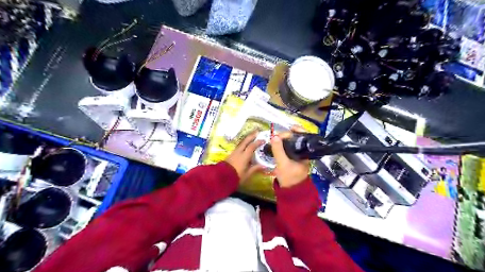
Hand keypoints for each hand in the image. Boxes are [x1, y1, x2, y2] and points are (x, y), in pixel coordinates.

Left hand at [224, 130, 263, 183]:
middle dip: (251, 136)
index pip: (252, 146)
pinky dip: (243, 144)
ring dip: (247, 139)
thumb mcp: (247, 174)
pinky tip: (245, 146)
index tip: (263, 140)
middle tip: (257, 132)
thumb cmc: (236, 176)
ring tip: (252, 137)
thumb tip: (264, 165)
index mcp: (244, 156)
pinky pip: (239, 147)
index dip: (258, 142)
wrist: (222, 177)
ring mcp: (234, 152)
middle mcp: (239, 152)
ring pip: (241, 143)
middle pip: (245, 141)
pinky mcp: (231, 155)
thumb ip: (255, 168)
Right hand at [269, 126, 309, 187]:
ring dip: (284, 139)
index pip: (304, 136)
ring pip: (292, 142)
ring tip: (275, 138)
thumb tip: (274, 136)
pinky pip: (288, 147)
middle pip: (298, 137)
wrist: (290, 191)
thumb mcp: (282, 164)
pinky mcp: (293, 158)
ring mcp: (298, 155)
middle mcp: (304, 152)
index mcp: (306, 152)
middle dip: (287, 134)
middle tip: (277, 134)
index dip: (295, 130)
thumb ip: (278, 150)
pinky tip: (276, 144)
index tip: (282, 132)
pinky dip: (283, 144)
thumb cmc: (289, 177)